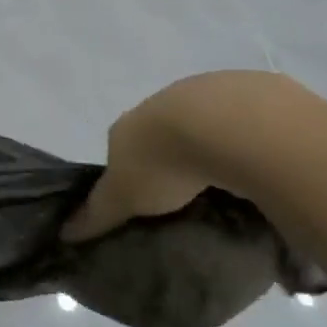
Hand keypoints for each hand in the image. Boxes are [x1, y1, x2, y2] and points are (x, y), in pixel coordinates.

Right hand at [62, 74, 267, 240]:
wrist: (222, 125)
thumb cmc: (162, 164)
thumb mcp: (122, 197)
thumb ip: (97, 214)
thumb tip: (64, 233)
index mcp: (127, 127)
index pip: (122, 147)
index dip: (131, 170)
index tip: (146, 198)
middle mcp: (161, 103)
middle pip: (163, 134)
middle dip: (174, 159)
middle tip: (191, 196)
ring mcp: (206, 95)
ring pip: (205, 126)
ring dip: (213, 149)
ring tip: (232, 186)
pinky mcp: (251, 94)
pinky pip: (246, 124)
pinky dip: (249, 142)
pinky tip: (262, 167)